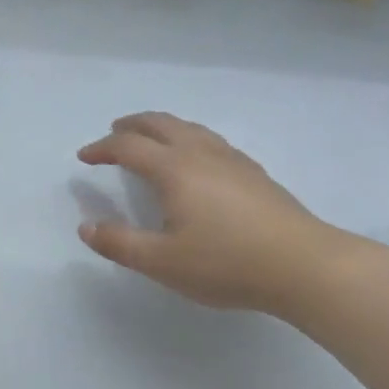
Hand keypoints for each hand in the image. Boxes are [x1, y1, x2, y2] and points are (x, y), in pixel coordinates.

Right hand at [77, 112, 343, 314]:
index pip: (128, 146)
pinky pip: (209, 140)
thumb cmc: (227, 263)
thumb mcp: (163, 262)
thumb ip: (120, 244)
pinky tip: (197, 160)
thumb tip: (86, 228)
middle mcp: (199, 153)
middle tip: (114, 132)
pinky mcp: (253, 171)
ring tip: (151, 138)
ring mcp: (230, 159)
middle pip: (159, 123)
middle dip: (131, 125)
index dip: (102, 148)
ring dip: (161, 127)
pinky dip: (188, 137)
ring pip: (188, 127)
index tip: (84, 158)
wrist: (304, 266)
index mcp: (173, 169)